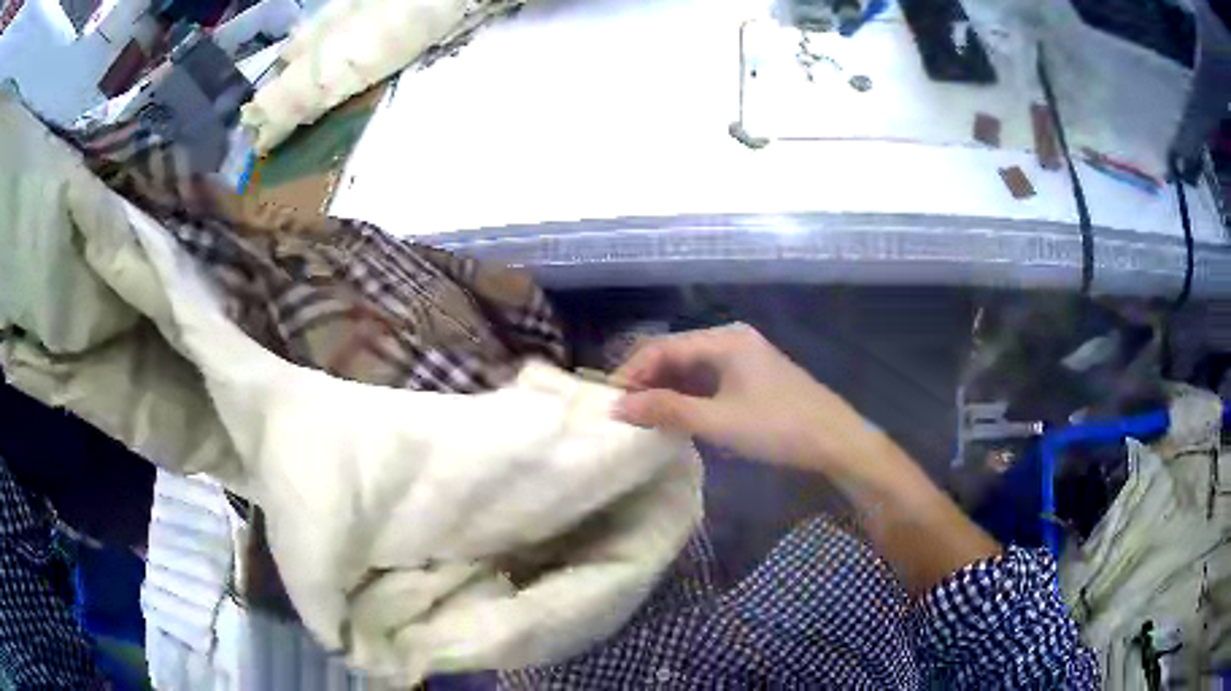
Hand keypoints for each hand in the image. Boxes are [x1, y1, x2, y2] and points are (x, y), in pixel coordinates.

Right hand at [613, 323, 1000, 593]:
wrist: (836, 441)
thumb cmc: (779, 427)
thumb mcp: (719, 421)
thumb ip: (667, 411)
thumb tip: (618, 407)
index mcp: (723, 339)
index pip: (661, 347)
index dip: (630, 373)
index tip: (608, 403)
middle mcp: (731, 340)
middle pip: (674, 355)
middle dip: (645, 382)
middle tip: (620, 414)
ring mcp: (743, 359)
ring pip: (690, 370)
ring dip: (665, 392)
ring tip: (640, 419)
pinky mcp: (752, 379)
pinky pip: (707, 381)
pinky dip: (687, 398)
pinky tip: (674, 419)